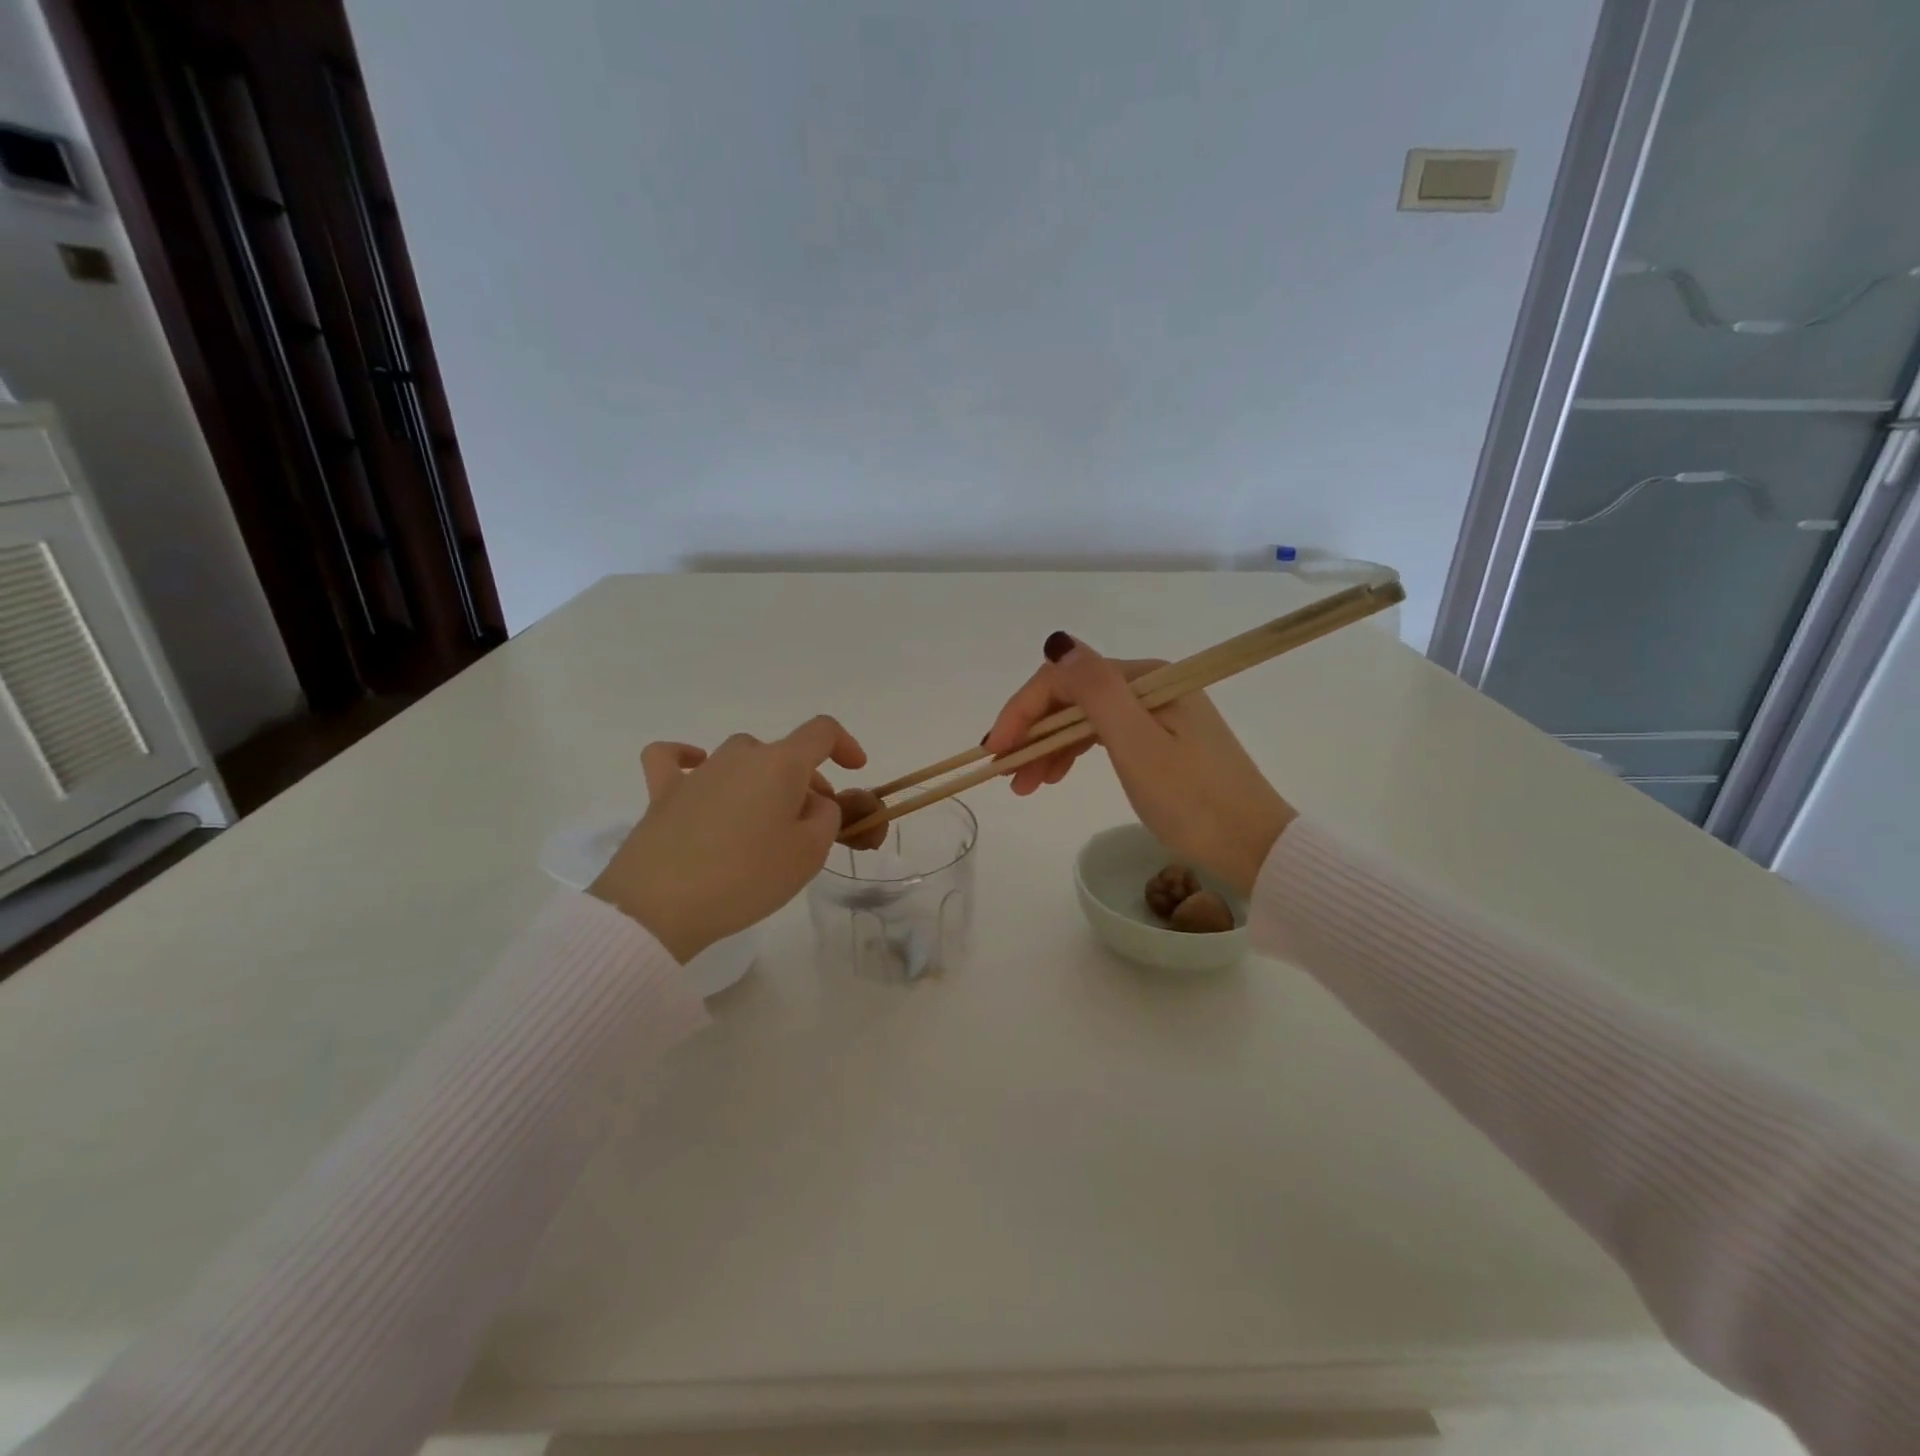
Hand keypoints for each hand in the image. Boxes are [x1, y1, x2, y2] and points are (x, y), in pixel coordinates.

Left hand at [590, 716, 867, 961]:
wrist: (660, 906)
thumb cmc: (746, 877)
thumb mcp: (809, 853)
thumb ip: (827, 817)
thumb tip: (811, 802)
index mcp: (780, 764)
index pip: (822, 732)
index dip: (845, 745)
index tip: (855, 770)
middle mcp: (739, 756)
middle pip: (783, 754)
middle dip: (806, 782)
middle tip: (811, 825)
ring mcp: (698, 772)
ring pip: (741, 757)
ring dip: (761, 779)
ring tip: (763, 819)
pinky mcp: (662, 793)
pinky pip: (673, 759)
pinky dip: (688, 758)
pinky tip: (695, 770)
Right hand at [984, 634, 1295, 894]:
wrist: (1254, 848)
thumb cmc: (1194, 801)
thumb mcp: (1139, 746)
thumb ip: (1096, 691)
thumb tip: (1057, 642)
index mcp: (1146, 679)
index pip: (1066, 679)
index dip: (1022, 710)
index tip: (994, 750)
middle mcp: (1150, 686)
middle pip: (1072, 697)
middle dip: (1032, 731)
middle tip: (1004, 774)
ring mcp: (1155, 714)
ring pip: (1083, 719)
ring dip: (1048, 747)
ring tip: (1024, 786)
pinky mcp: (1160, 740)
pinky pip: (1102, 736)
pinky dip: (1073, 753)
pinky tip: (1056, 775)